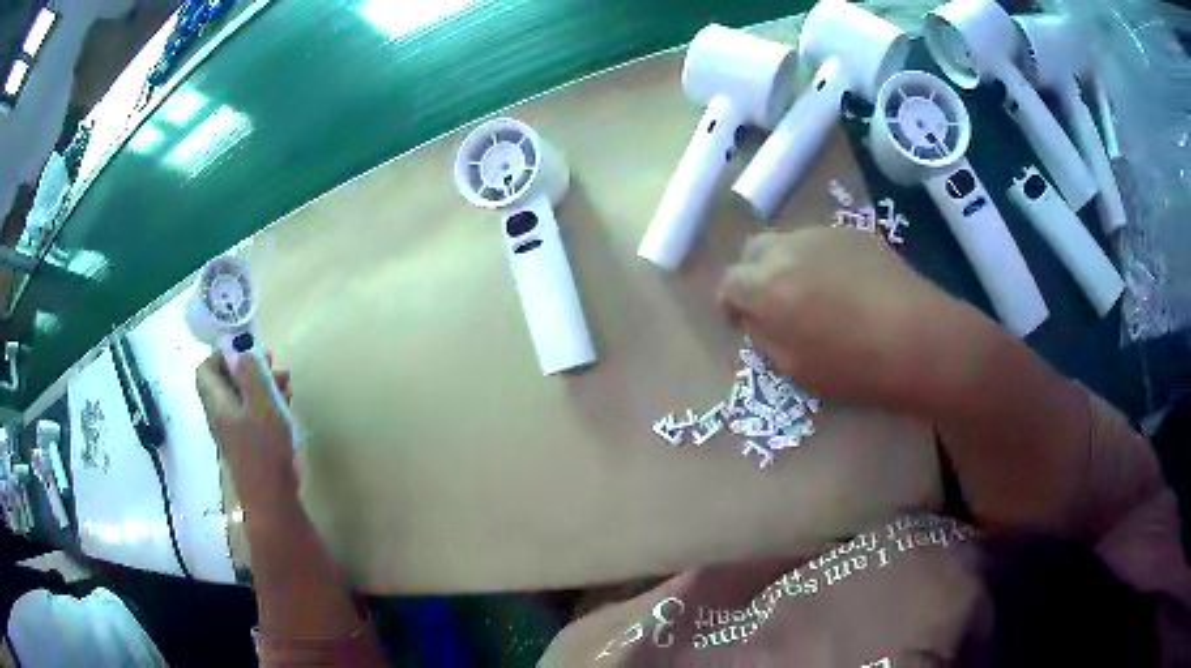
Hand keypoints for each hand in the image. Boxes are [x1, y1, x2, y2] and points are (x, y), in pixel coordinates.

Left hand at [196, 352, 297, 510]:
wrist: (271, 498)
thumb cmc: (263, 448)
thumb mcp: (261, 404)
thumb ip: (251, 375)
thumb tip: (242, 353)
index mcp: (217, 403)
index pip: (205, 370)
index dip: (221, 355)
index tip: (245, 351)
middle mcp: (221, 414)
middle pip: (226, 381)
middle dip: (248, 367)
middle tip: (271, 363)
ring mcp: (235, 430)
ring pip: (243, 397)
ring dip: (263, 384)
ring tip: (286, 382)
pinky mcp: (250, 442)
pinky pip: (254, 413)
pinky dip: (268, 403)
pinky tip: (287, 403)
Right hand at [718, 227, 983, 409]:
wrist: (918, 340)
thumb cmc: (855, 367)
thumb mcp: (794, 367)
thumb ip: (764, 335)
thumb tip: (756, 315)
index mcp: (766, 286)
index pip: (728, 281)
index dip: (731, 302)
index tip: (742, 321)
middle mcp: (787, 249)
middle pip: (753, 250)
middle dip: (754, 273)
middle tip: (774, 302)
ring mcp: (823, 234)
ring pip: (788, 241)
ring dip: (788, 263)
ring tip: (815, 292)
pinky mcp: (853, 231)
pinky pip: (822, 241)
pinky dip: (820, 259)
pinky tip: (846, 285)